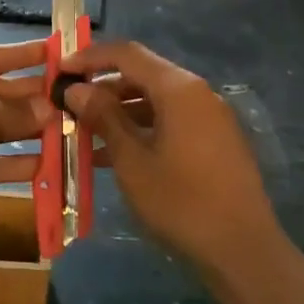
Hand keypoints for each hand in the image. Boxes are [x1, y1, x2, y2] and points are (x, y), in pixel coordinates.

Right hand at [61, 40, 280, 271]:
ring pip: (154, 101)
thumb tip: (77, 89)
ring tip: (82, 131)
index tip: (59, 69)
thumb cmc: (181, 201)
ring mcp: (209, 118)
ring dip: (118, 111)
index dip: (90, 57)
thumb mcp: (132, 160)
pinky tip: (112, 155)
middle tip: (68, 104)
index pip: (127, 54)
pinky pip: (169, 122)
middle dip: (103, 87)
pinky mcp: (214, 141)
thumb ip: (104, 117)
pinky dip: (140, 129)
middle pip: (142, 75)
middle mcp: (197, 93)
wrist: (243, 250)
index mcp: (178, 88)